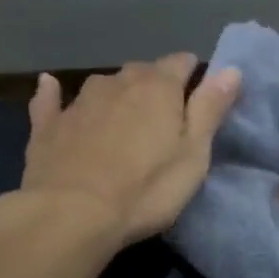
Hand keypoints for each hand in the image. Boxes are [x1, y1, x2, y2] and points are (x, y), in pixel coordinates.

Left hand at [17, 53, 241, 245]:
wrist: (72, 215)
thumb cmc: (147, 189)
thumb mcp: (193, 154)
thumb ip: (210, 109)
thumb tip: (232, 69)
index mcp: (158, 87)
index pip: (182, 63)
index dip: (194, 76)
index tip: (201, 97)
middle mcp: (117, 82)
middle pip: (142, 72)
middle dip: (156, 87)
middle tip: (165, 119)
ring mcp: (78, 101)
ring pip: (104, 86)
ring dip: (117, 95)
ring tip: (124, 121)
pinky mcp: (47, 125)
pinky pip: (52, 100)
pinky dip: (55, 94)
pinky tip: (50, 87)